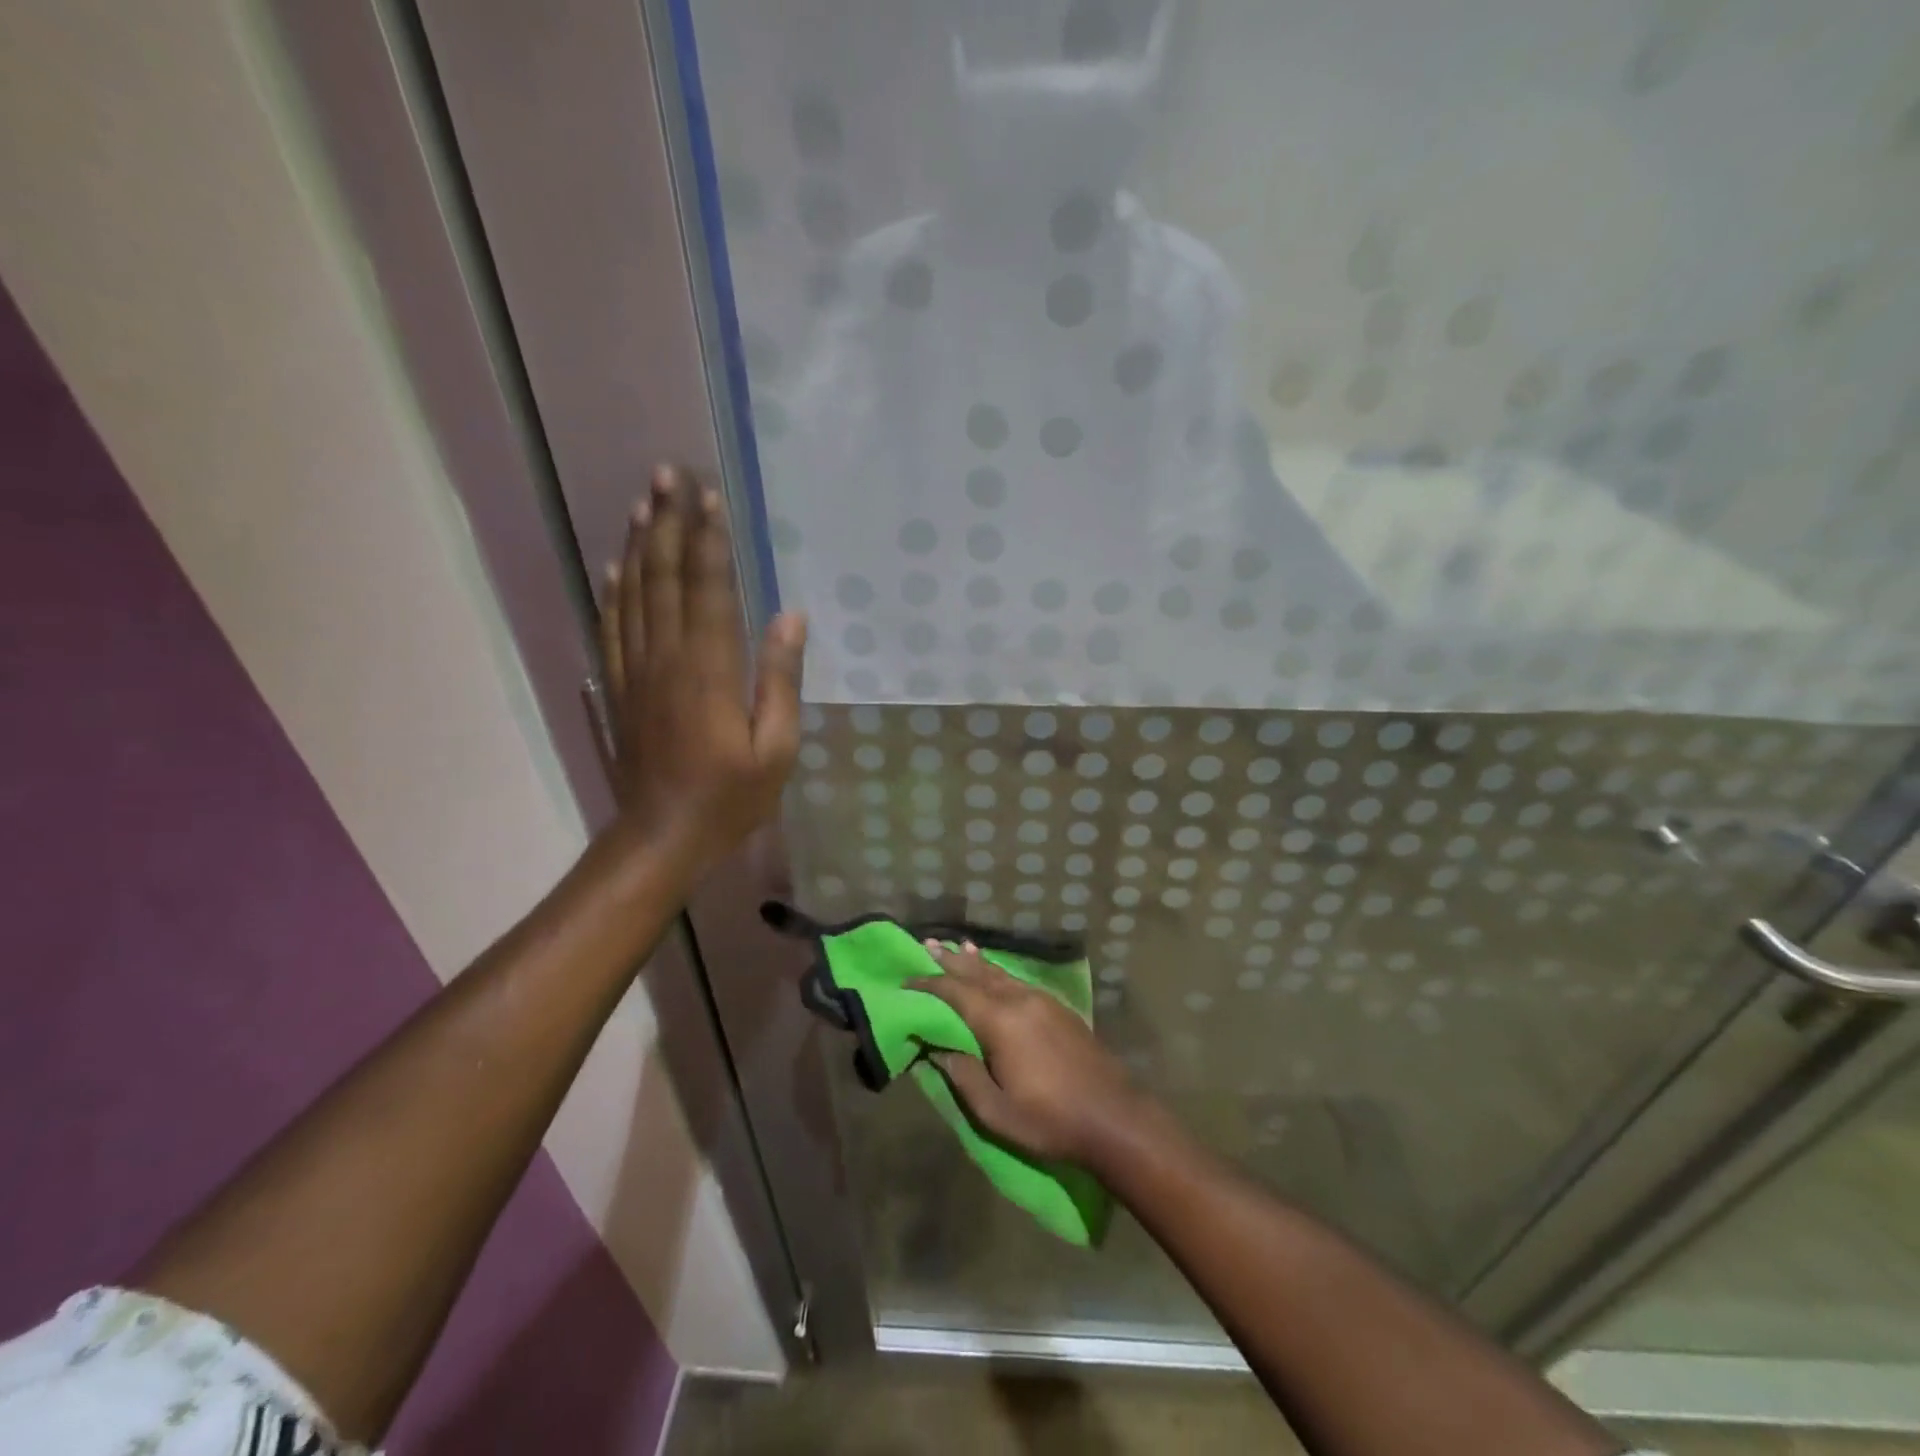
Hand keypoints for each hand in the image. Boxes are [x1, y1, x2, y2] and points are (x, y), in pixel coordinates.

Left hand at [597, 466, 806, 875]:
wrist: (661, 836)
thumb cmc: (731, 797)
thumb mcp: (776, 747)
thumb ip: (781, 680)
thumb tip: (791, 617)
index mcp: (709, 670)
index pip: (708, 589)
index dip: (709, 540)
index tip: (711, 497)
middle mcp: (666, 659)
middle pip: (665, 578)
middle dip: (668, 523)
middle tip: (668, 475)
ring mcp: (634, 672)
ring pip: (634, 594)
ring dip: (639, 544)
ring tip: (644, 502)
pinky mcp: (617, 688)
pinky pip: (612, 627)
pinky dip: (613, 590)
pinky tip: (617, 564)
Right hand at [910, 941, 1148, 1168]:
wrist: (1114, 1117)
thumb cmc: (1050, 1120)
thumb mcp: (996, 1111)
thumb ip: (963, 1076)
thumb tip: (937, 1049)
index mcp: (1001, 1022)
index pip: (956, 993)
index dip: (929, 984)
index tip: (905, 979)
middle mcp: (1020, 1000)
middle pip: (978, 973)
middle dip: (951, 960)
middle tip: (928, 943)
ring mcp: (1044, 1001)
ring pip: (1001, 974)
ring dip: (976, 963)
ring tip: (958, 947)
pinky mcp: (1060, 1009)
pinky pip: (1019, 981)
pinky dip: (1000, 973)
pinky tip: (997, 974)